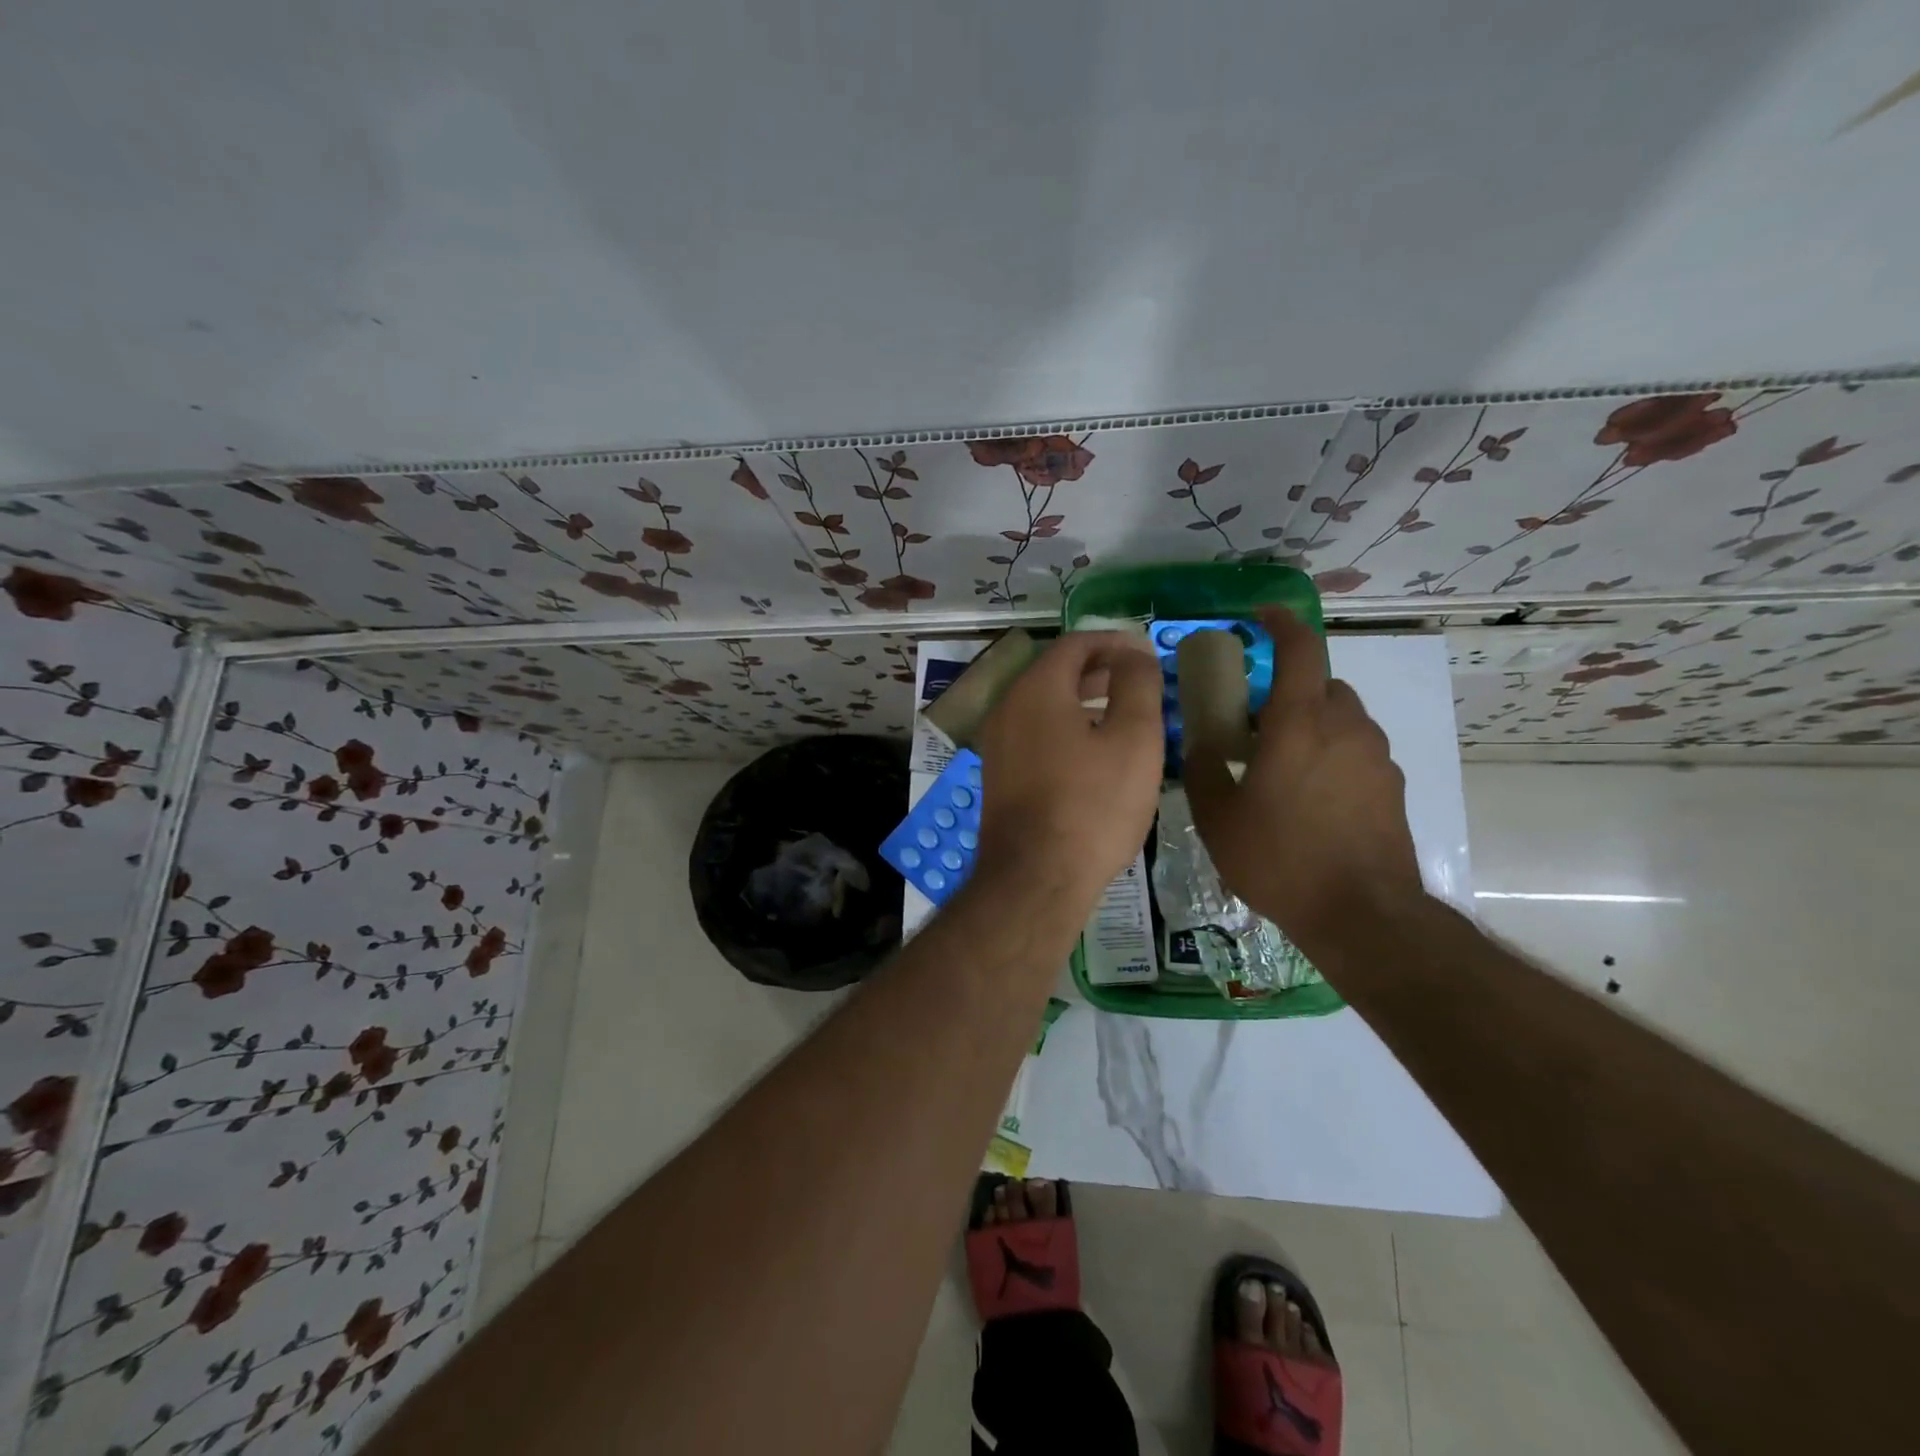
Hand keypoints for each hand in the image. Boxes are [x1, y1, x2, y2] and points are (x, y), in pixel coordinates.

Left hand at [973, 631, 1164, 901]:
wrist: (1035, 878)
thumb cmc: (1093, 805)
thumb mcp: (1134, 739)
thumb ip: (1137, 684)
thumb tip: (1134, 653)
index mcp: (1036, 689)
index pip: (1075, 643)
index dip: (1114, 642)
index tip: (1146, 654)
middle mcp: (1007, 707)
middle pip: (1055, 672)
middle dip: (1099, 670)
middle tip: (1138, 681)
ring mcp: (997, 743)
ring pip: (1043, 704)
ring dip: (1081, 699)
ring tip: (1121, 714)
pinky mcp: (998, 775)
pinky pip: (1033, 733)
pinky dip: (1064, 727)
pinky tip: (1091, 752)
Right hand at [1183, 609, 1423, 953]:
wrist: (1362, 915)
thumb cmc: (1280, 858)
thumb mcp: (1218, 817)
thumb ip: (1204, 769)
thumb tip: (1199, 742)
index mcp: (1300, 723)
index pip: (1300, 649)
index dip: (1281, 623)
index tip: (1261, 617)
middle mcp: (1346, 727)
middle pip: (1321, 684)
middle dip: (1289, 690)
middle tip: (1256, 722)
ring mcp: (1376, 757)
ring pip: (1342, 718)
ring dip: (1311, 724)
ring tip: (1281, 765)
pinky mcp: (1391, 787)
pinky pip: (1356, 751)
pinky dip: (1332, 755)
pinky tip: (1310, 799)